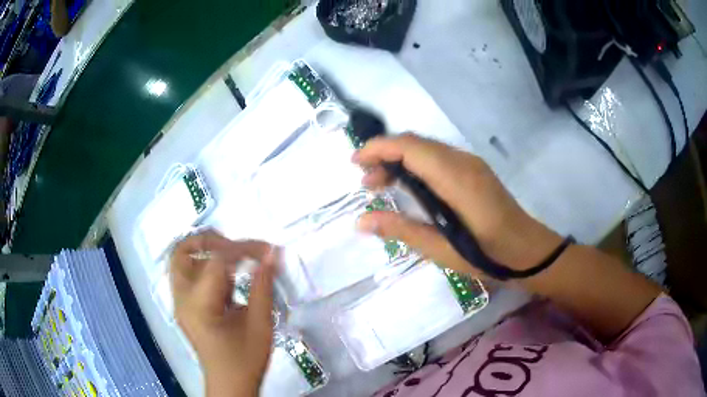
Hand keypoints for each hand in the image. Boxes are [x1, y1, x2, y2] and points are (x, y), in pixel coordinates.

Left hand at [170, 231, 275, 396]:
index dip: (244, 249)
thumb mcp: (260, 325)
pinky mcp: (184, 306)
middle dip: (211, 241)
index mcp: (199, 304)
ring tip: (232, 258)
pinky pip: (187, 273)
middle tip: (237, 248)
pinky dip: (205, 266)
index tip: (268, 249)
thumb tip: (271, 255)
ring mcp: (179, 301)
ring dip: (205, 251)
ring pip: (181, 260)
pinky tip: (227, 277)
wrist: (229, 384)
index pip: (217, 260)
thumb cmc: (245, 360)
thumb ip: (263, 287)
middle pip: (182, 251)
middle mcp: (182, 298)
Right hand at [353, 133, 562, 277]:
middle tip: (366, 183)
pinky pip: (438, 158)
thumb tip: (361, 221)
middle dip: (384, 155)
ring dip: (399, 160)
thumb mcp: (441, 249)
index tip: (355, 164)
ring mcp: (471, 164)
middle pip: (415, 143)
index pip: (410, 147)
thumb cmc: (488, 255)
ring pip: (426, 149)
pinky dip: (416, 165)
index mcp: (455, 178)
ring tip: (381, 185)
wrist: (528, 251)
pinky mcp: (474, 170)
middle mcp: (463, 161)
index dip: (378, 148)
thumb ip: (401, 230)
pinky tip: (409, 187)